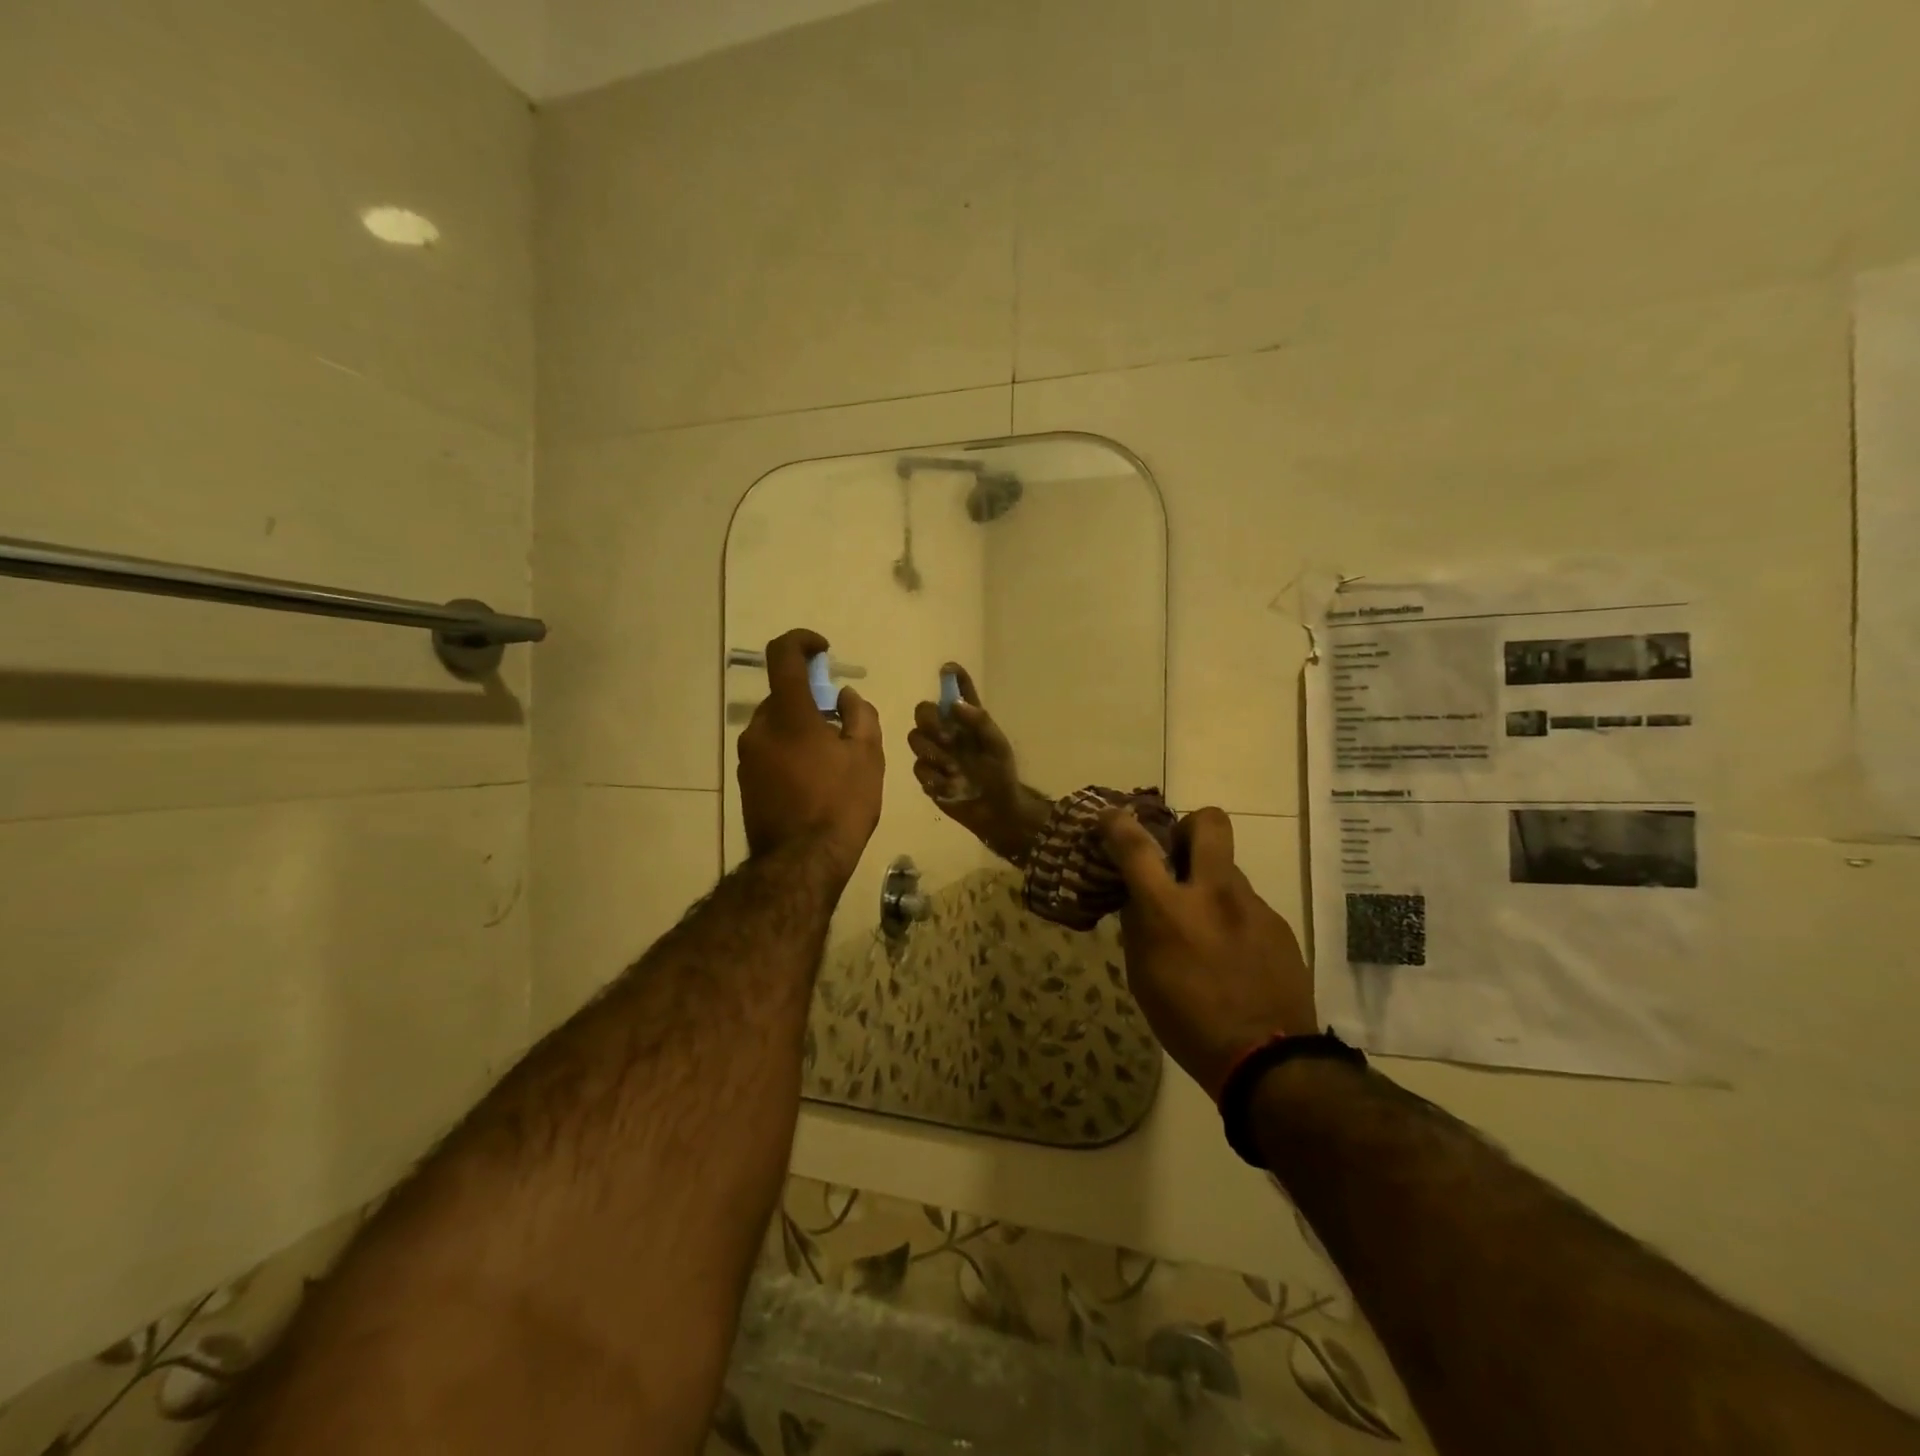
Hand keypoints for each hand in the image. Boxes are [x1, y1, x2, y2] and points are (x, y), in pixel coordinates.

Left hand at [738, 629, 883, 884]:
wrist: (801, 864)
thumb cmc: (841, 805)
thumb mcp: (867, 757)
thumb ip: (860, 716)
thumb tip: (845, 697)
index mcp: (789, 715)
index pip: (783, 655)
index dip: (802, 641)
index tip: (823, 651)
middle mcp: (760, 729)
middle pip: (785, 697)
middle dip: (812, 702)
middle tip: (841, 727)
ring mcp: (747, 757)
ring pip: (777, 726)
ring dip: (801, 730)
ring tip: (831, 762)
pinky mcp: (745, 781)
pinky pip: (770, 751)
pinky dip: (790, 752)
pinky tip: (813, 782)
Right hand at [907, 663, 1051, 862]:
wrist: (996, 811)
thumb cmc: (1001, 774)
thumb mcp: (997, 746)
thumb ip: (979, 722)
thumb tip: (954, 703)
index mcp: (967, 720)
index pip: (957, 691)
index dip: (952, 676)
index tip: (947, 669)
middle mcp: (947, 731)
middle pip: (923, 712)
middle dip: (930, 722)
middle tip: (947, 738)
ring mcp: (935, 753)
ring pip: (915, 738)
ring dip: (933, 752)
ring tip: (955, 769)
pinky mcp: (928, 776)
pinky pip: (919, 768)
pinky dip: (936, 777)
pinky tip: (952, 786)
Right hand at [1101, 807, 1316, 1098]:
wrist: (1268, 1060)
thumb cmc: (1188, 1023)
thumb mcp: (1143, 976)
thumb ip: (1139, 927)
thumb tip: (1138, 898)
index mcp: (1169, 909)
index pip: (1136, 846)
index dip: (1117, 824)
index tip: (1110, 818)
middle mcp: (1214, 894)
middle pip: (1209, 822)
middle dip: (1188, 826)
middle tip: (1177, 855)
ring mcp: (1252, 906)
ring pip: (1227, 868)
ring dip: (1209, 882)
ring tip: (1203, 925)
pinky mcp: (1278, 924)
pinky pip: (1246, 903)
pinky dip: (1230, 915)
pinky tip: (1230, 953)